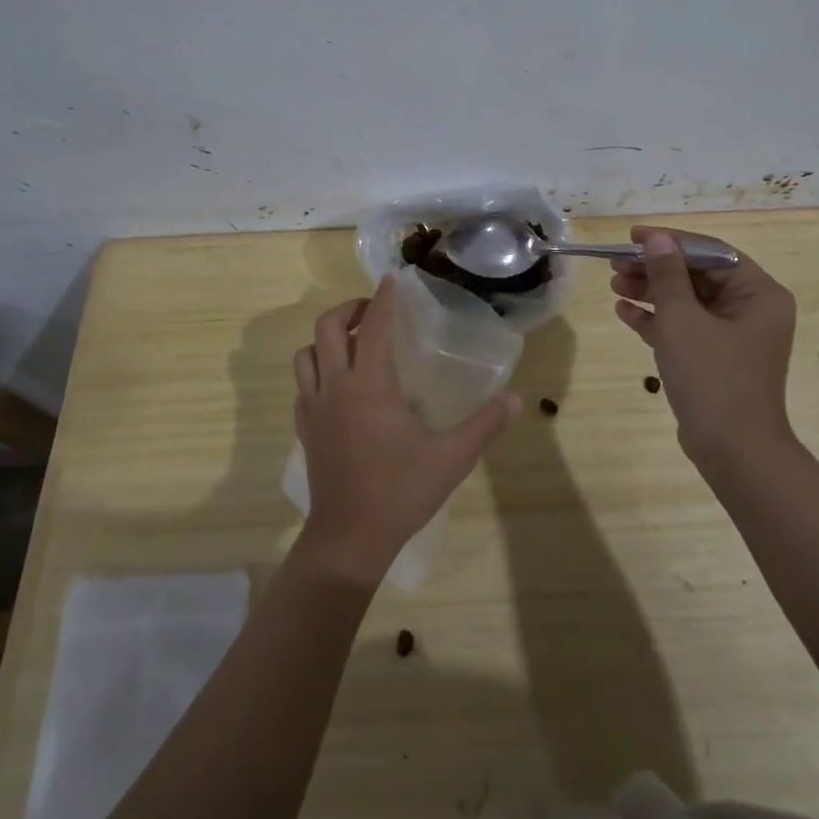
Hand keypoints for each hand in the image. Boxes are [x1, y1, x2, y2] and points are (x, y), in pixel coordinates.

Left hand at [292, 277, 521, 585]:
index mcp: (370, 386)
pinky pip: (302, 386)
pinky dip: (316, 372)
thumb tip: (516, 399)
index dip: (384, 298)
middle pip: (327, 328)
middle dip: (348, 309)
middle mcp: (336, 387)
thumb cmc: (400, 492)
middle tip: (371, 311)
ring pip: (306, 354)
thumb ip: (485, 425)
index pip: (373, 326)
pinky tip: (336, 385)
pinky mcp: (305, 430)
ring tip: (351, 343)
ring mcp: (314, 408)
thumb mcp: (451, 458)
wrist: (349, 539)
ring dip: (326, 339)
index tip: (392, 279)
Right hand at [610, 226, 797, 476]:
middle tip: (616, 263)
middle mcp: (752, 310)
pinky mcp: (716, 360)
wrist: (733, 452)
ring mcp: (733, 337)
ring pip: (688, 302)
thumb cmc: (712, 376)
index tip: (632, 237)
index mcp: (758, 294)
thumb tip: (656, 239)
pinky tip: (624, 311)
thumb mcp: (682, 319)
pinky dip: (657, 319)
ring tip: (614, 285)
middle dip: (655, 269)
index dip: (670, 241)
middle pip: (697, 276)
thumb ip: (667, 274)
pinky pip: (685, 328)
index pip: (711, 252)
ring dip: (651, 292)